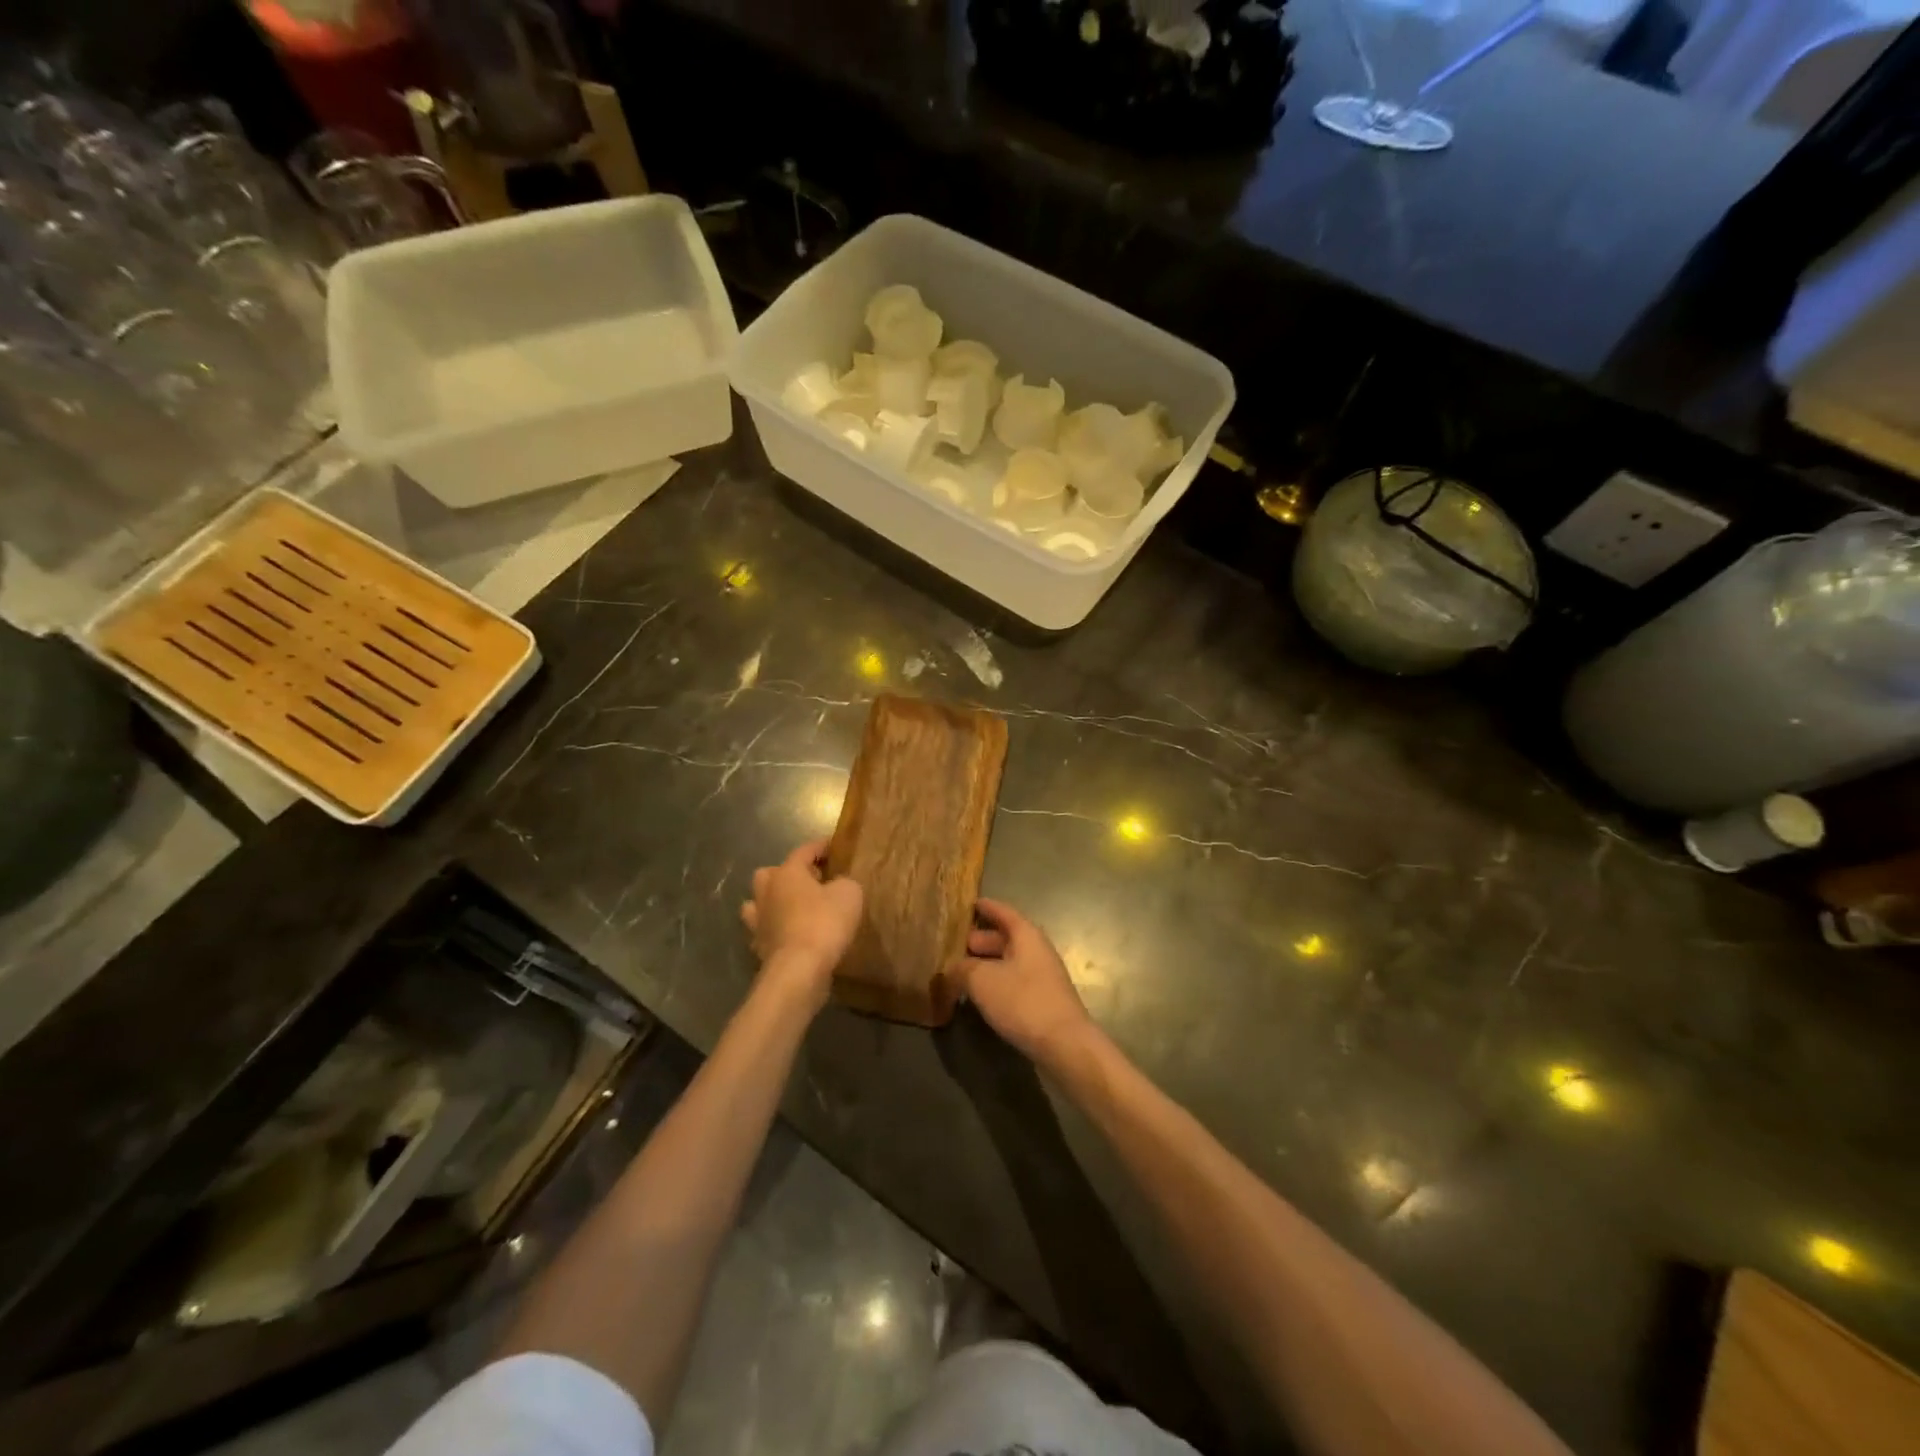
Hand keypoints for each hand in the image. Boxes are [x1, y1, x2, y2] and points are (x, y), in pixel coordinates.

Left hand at [740, 839, 862, 1010]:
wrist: (799, 970)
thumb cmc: (824, 923)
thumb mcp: (849, 893)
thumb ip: (844, 882)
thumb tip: (838, 884)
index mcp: (787, 873)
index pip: (803, 851)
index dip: (820, 847)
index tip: (833, 846)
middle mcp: (767, 892)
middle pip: (771, 873)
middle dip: (788, 873)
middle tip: (811, 881)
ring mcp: (758, 921)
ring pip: (760, 902)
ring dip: (774, 902)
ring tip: (795, 908)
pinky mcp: (759, 947)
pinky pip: (765, 930)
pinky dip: (776, 929)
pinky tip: (790, 934)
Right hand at [951, 898, 1097, 1065]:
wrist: (1063, 1043)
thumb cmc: (1022, 1001)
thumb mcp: (982, 980)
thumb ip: (962, 969)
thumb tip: (952, 969)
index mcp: (1026, 935)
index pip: (1003, 912)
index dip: (985, 907)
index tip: (969, 903)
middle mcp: (1037, 949)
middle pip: (1006, 937)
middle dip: (981, 939)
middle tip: (956, 945)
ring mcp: (1043, 975)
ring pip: (1009, 961)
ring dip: (987, 963)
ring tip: (961, 971)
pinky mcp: (1043, 999)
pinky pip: (1014, 980)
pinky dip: (996, 981)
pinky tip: (981, 995)